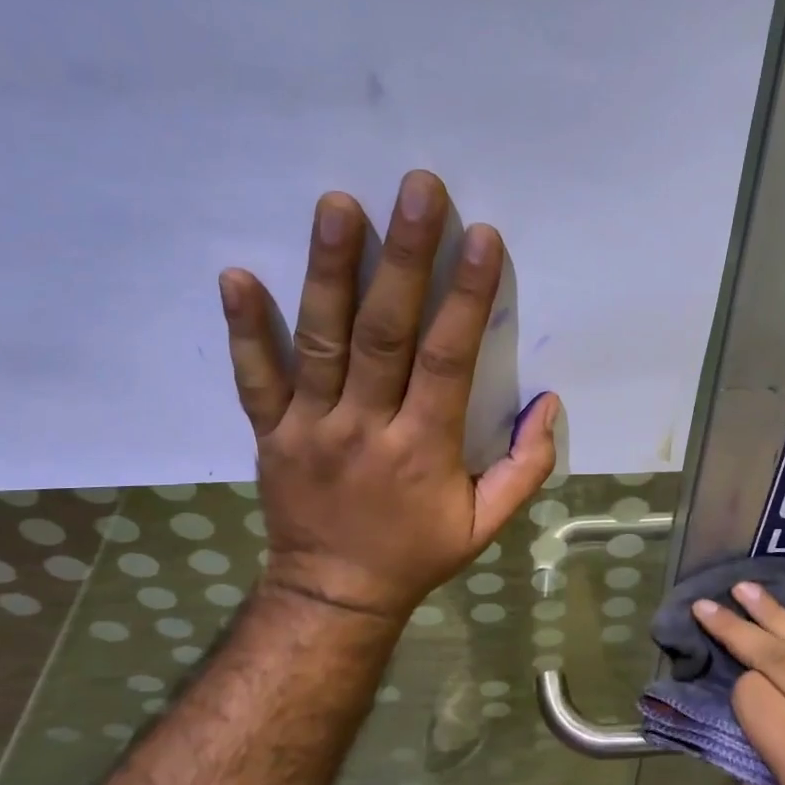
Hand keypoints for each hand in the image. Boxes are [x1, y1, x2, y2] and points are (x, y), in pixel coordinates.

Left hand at [218, 169, 559, 626]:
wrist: (333, 594)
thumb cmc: (416, 554)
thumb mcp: (485, 525)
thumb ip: (525, 468)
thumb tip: (548, 404)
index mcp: (422, 449)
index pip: (447, 360)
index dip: (467, 297)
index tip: (481, 237)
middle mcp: (364, 427)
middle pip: (384, 334)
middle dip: (404, 258)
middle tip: (416, 190)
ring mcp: (309, 427)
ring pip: (319, 340)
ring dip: (328, 270)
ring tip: (337, 205)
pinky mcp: (270, 432)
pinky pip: (253, 377)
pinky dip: (243, 329)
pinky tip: (235, 274)